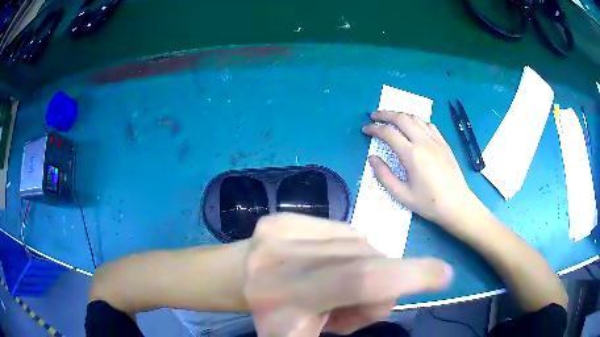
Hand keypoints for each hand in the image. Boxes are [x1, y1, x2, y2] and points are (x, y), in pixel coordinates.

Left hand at [244, 213, 452, 335]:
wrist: (240, 278)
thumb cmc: (273, 318)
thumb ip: (352, 320)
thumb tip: (384, 299)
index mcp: (286, 296)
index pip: (358, 279)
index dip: (406, 276)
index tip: (444, 274)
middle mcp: (283, 256)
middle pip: (365, 260)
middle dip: (380, 283)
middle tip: (360, 305)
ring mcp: (282, 228)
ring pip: (360, 243)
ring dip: (365, 266)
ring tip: (339, 286)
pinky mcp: (286, 216)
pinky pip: (345, 231)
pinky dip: (351, 250)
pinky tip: (331, 264)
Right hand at [362, 111, 478, 232]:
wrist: (457, 204)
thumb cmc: (429, 203)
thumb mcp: (402, 195)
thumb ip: (384, 176)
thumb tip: (372, 158)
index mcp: (411, 155)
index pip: (388, 133)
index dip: (374, 129)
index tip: (365, 129)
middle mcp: (423, 142)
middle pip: (401, 118)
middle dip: (385, 114)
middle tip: (374, 116)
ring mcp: (436, 140)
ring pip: (415, 118)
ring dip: (400, 115)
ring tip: (391, 119)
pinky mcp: (444, 143)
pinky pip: (428, 124)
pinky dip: (416, 121)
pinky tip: (413, 126)